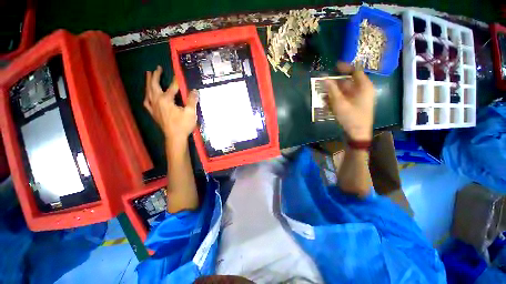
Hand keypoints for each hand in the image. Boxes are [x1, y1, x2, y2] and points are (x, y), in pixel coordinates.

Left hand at [144, 66, 198, 144]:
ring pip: (148, 92)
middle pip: (154, 85)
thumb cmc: (183, 125)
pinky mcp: (153, 113)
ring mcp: (153, 107)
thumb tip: (194, 90)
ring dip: (148, 82)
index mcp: (166, 100)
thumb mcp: (191, 112)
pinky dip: (147, 96)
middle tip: (157, 68)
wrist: (175, 137)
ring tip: (148, 75)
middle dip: (156, 76)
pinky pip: (147, 102)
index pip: (172, 87)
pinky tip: (147, 95)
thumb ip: (192, 100)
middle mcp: (157, 101)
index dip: (176, 81)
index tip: (179, 74)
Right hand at [324, 62, 374, 140]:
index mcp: (364, 86)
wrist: (358, 133)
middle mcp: (363, 90)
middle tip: (324, 83)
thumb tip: (325, 78)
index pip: (356, 71)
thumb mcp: (339, 103)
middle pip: (349, 81)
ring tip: (324, 94)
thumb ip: (332, 90)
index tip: (334, 66)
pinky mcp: (356, 103)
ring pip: (346, 90)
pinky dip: (337, 97)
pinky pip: (346, 97)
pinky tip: (329, 102)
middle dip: (336, 83)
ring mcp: (360, 97)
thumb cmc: (351, 117)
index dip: (345, 67)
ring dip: (335, 91)